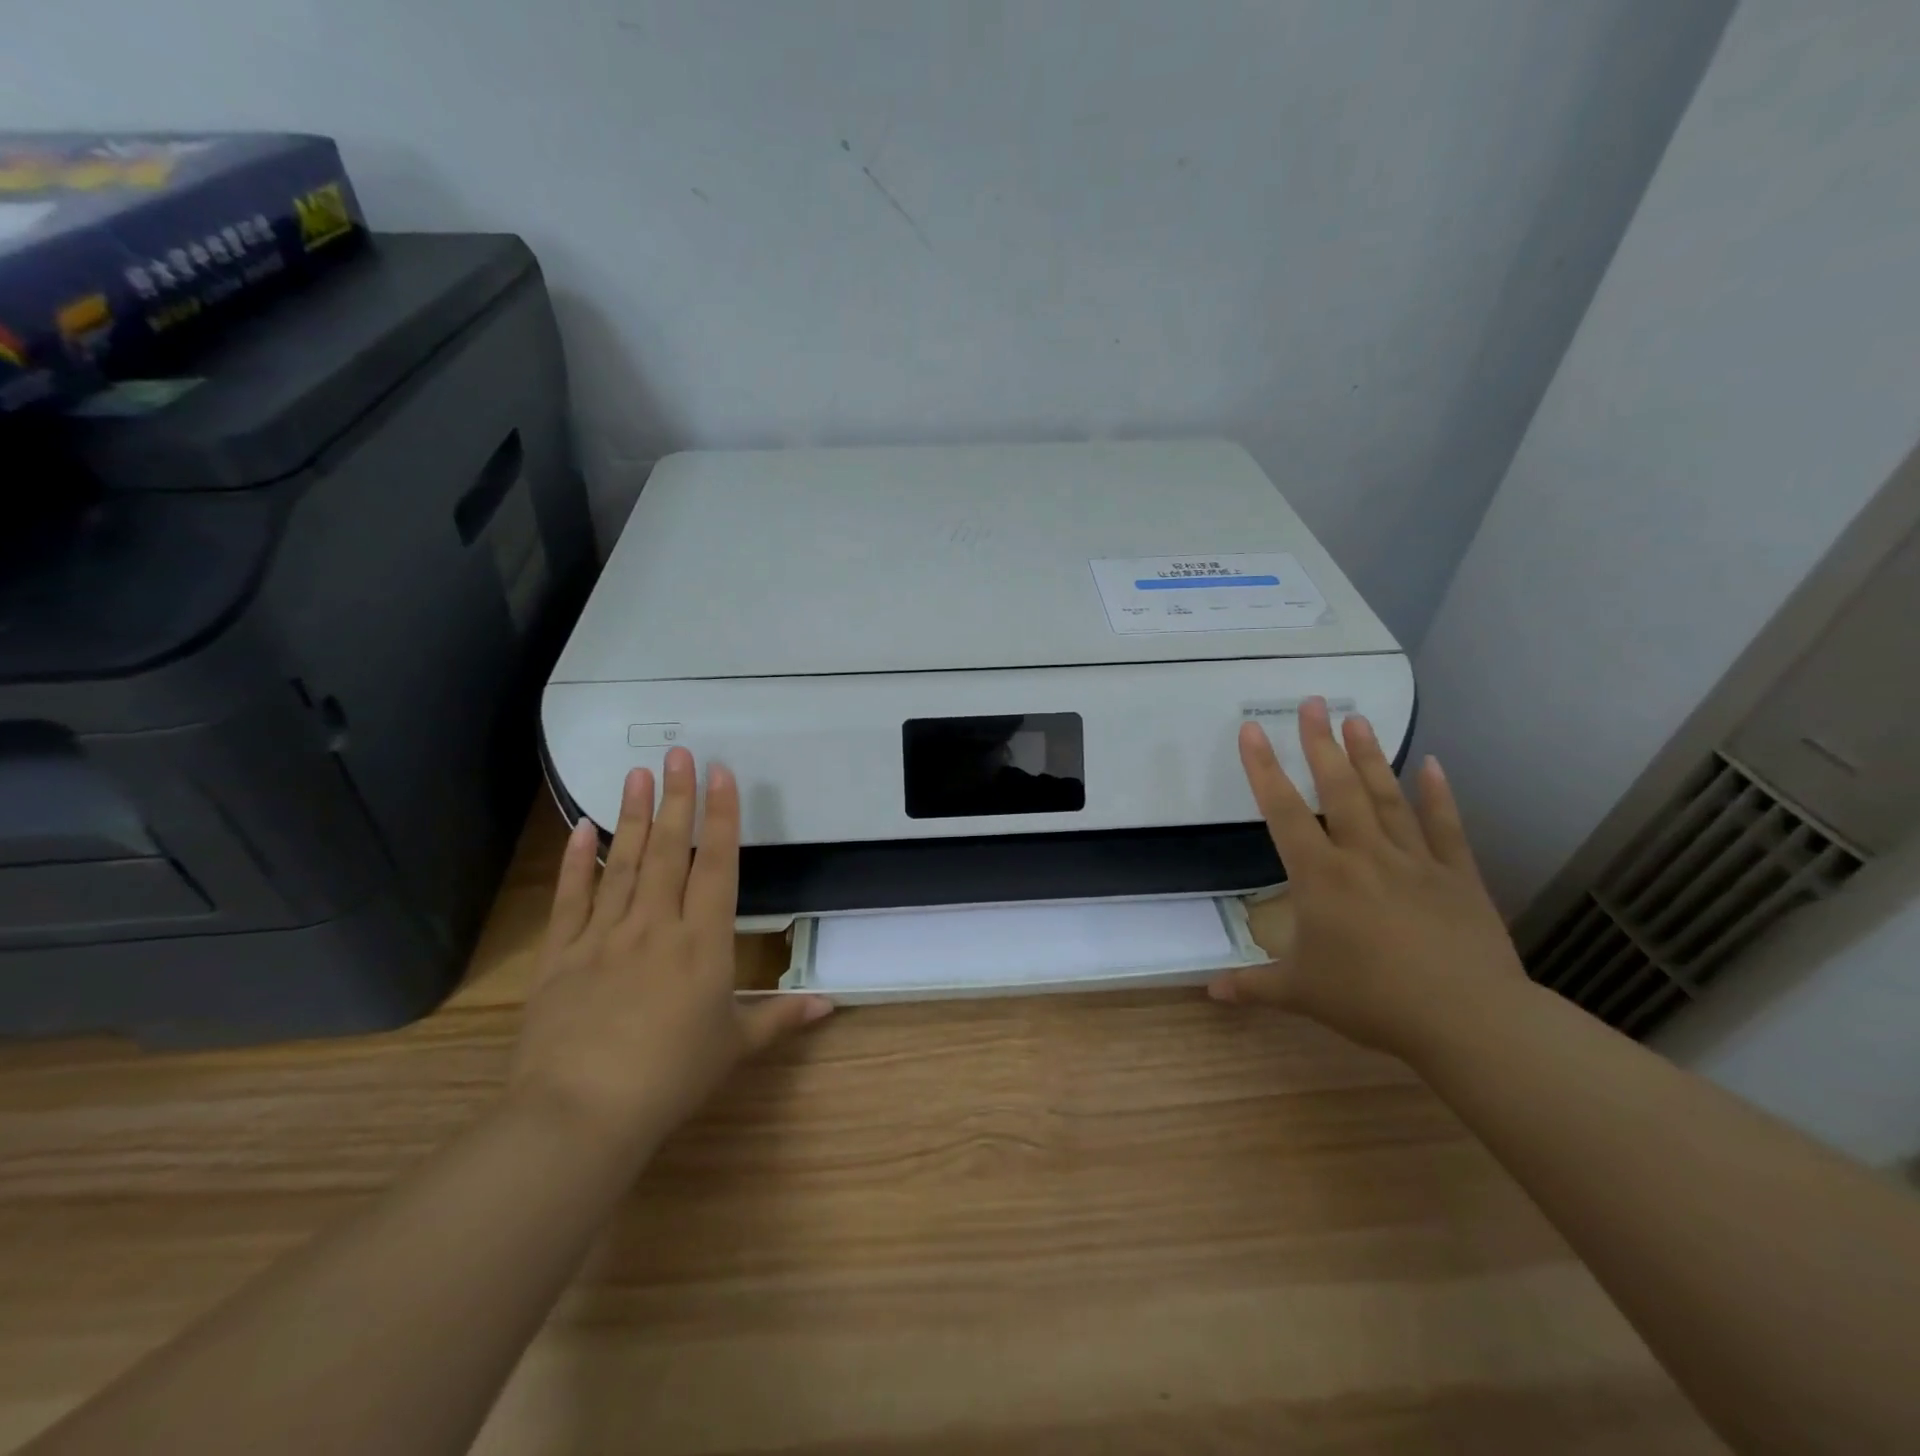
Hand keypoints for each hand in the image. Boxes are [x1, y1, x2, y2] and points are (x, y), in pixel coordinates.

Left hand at [509, 747, 831, 1161]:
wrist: (580, 1114)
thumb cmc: (670, 1078)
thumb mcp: (734, 1047)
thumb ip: (780, 1017)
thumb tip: (831, 1004)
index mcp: (702, 942)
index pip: (716, 865)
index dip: (720, 816)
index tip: (720, 773)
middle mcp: (655, 925)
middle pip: (669, 851)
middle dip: (677, 798)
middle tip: (677, 753)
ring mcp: (604, 936)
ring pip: (623, 864)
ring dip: (633, 816)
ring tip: (636, 774)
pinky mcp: (562, 955)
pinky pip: (571, 898)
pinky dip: (576, 862)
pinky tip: (580, 828)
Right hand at [1210, 698, 1528, 1062]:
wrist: (1467, 1020)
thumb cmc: (1372, 1000)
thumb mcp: (1301, 994)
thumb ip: (1254, 986)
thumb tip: (1209, 992)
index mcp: (1321, 878)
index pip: (1283, 812)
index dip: (1263, 769)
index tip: (1252, 729)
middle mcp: (1364, 856)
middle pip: (1339, 789)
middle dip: (1321, 743)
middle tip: (1313, 701)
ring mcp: (1415, 861)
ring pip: (1387, 797)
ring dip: (1370, 756)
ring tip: (1358, 717)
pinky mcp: (1457, 876)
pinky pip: (1446, 827)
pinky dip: (1439, 794)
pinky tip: (1433, 763)